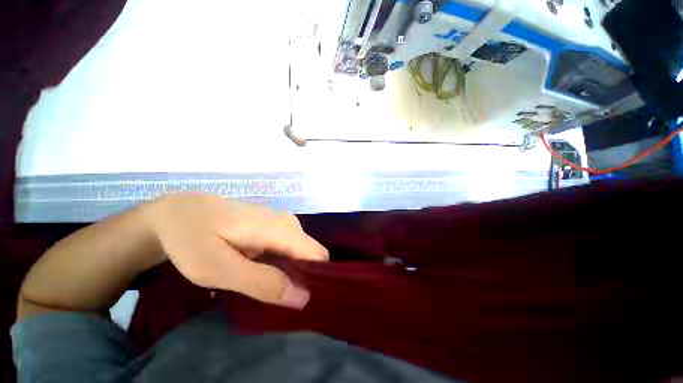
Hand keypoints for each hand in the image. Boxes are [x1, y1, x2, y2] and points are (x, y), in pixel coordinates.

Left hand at [145, 193, 328, 308]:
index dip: (315, 280)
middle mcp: (289, 223)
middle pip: (311, 256)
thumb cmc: (192, 239)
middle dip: (300, 279)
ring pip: (300, 254)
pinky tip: (259, 272)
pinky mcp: (274, 227)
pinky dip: (280, 265)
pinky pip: (289, 249)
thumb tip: (303, 298)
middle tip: (273, 301)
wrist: (178, 212)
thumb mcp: (218, 269)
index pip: (318, 255)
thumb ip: (262, 282)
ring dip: (288, 274)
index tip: (298, 304)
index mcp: (282, 229)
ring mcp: (282, 223)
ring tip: (264, 289)